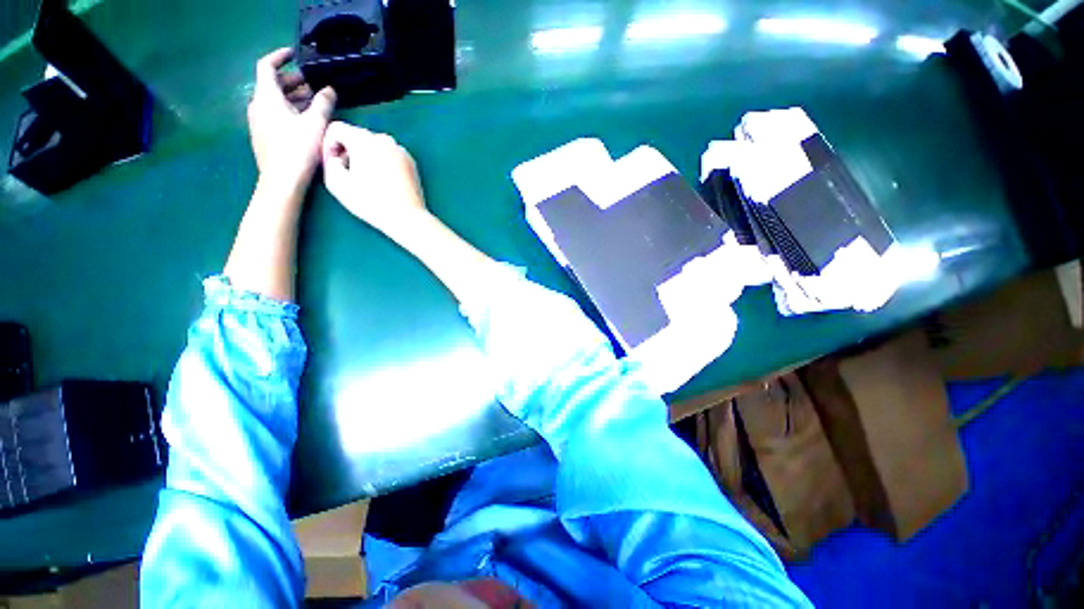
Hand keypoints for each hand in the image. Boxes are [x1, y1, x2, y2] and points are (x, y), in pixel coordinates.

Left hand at [247, 47, 336, 191]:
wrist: (282, 181)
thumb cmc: (298, 149)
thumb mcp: (316, 124)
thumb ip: (323, 103)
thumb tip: (329, 89)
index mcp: (267, 97)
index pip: (267, 66)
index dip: (280, 57)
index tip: (295, 55)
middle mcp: (259, 105)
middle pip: (273, 85)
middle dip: (294, 81)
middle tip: (314, 84)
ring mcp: (259, 122)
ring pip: (275, 101)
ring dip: (294, 98)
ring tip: (315, 103)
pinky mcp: (264, 136)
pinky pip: (275, 115)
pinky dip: (290, 111)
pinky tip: (306, 121)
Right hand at [322, 121, 428, 235]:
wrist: (407, 218)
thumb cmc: (371, 203)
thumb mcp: (336, 184)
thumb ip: (329, 162)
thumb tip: (337, 157)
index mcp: (363, 140)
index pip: (337, 129)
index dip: (328, 145)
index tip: (332, 165)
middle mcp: (384, 140)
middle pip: (357, 136)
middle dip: (348, 150)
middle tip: (348, 174)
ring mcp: (400, 150)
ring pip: (375, 145)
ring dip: (366, 156)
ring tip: (366, 179)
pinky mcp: (411, 162)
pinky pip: (390, 155)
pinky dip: (383, 162)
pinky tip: (383, 182)